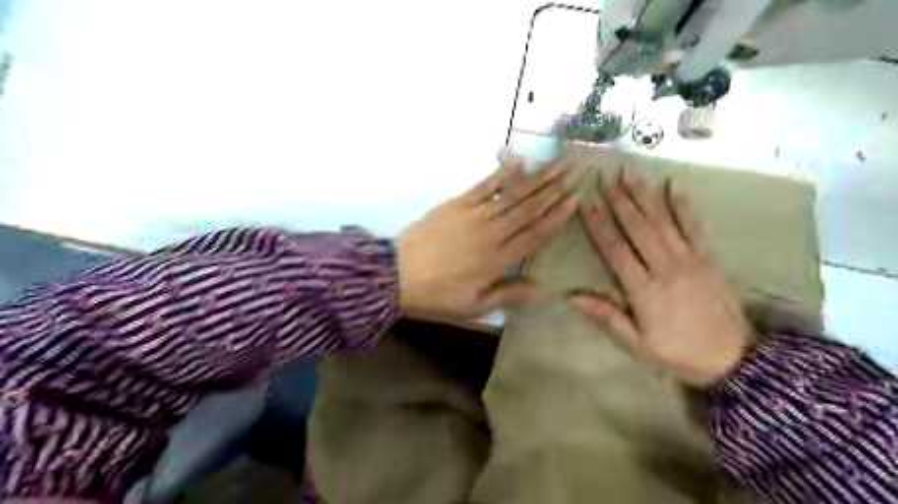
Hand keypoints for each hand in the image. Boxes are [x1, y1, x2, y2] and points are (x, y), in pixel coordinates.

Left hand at [396, 159, 578, 321]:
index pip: (536, 234)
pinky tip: (519, 161)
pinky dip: (502, 173)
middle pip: (529, 209)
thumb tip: (541, 288)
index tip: (577, 200)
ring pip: (512, 194)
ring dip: (537, 178)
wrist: (396, 275)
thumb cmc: (436, 295)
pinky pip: (483, 186)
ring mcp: (473, 215)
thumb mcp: (473, 306)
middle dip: (554, 190)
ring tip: (558, 164)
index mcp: (498, 260)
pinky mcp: (456, 204)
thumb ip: (507, 294)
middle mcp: (492, 233)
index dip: (558, 217)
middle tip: (576, 172)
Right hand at [571, 168, 751, 385]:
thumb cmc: (678, 352)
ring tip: (631, 173)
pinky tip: (674, 186)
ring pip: (663, 221)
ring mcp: (690, 259)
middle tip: (605, 177)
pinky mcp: (709, 257)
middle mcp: (665, 267)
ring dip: (645, 195)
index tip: (586, 203)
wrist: (734, 358)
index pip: (615, 250)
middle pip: (638, 228)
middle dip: (620, 200)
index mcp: (644, 289)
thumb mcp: (637, 344)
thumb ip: (607, 317)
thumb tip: (573, 296)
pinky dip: (683, 205)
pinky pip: (694, 226)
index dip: (598, 225)